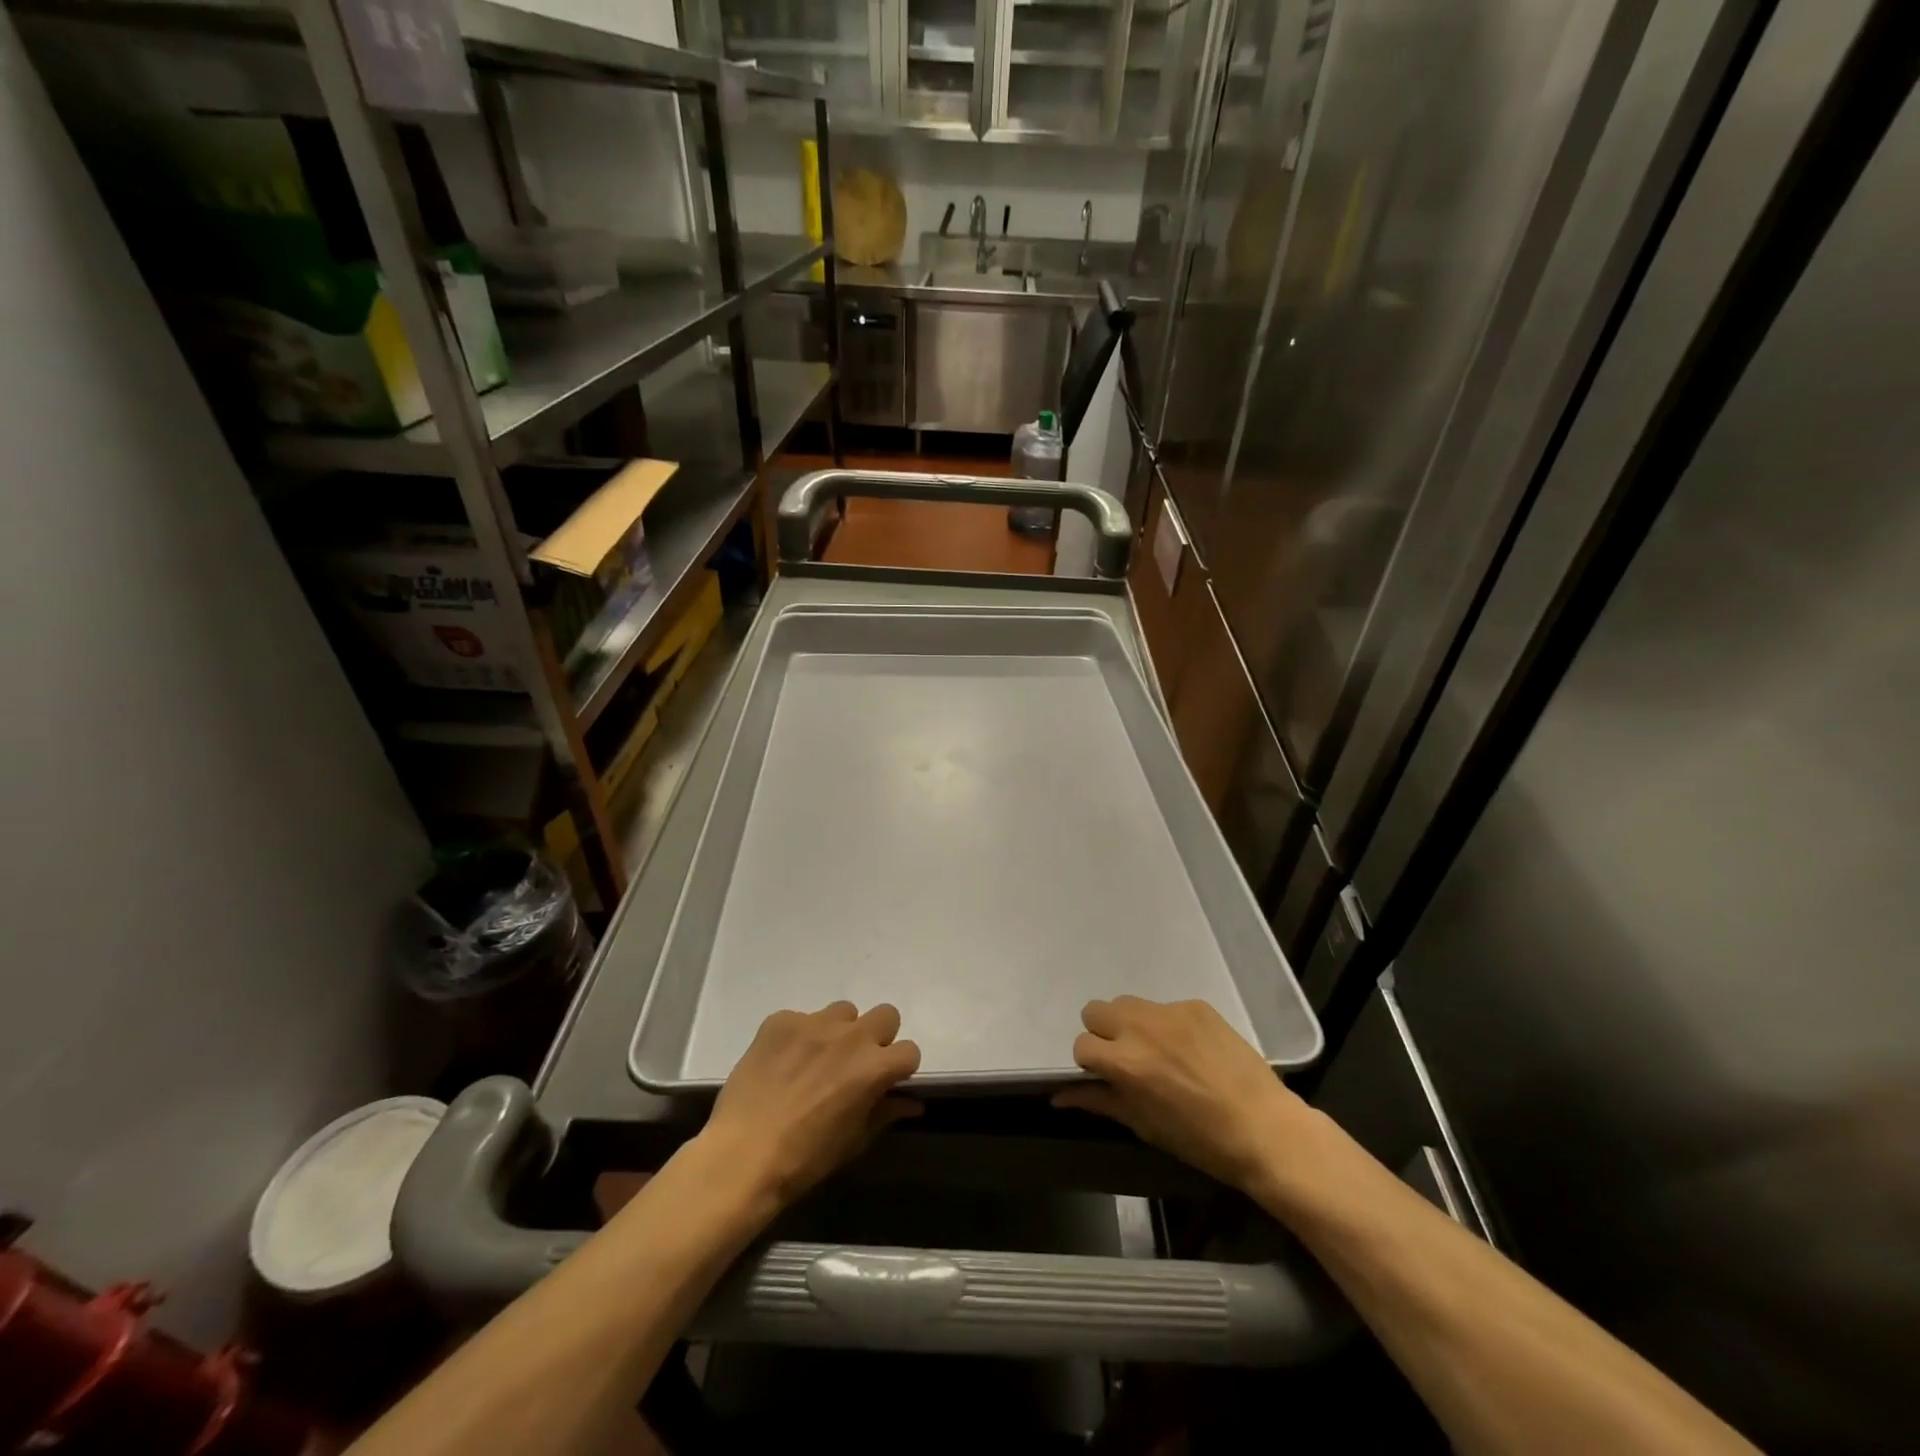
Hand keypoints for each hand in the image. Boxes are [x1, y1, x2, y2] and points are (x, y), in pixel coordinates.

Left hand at [699, 1002, 921, 1210]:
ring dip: (839, 1031)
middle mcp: (850, 1036)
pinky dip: (798, 1036)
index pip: (909, 1050)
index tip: (885, 1082)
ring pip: (843, 1011)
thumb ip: (885, 1113)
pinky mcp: (781, 1020)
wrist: (742, 1156)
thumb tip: (911, 1104)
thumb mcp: (853, 1142)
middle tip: (855, 1064)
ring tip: (816, 1059)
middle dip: (877, 1037)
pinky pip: (800, 1018)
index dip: (899, 1068)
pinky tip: (782, 1062)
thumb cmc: (804, 1159)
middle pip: (885, 1014)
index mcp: (874, 1067)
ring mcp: (814, 1022)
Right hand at [1052, 996, 1311, 1193]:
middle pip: (1096, 1010)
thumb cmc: (1200, 1139)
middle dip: (1104, 1033)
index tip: (1108, 1077)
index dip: (1091, 1063)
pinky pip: (1165, 1007)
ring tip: (1158, 1051)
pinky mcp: (1196, 1004)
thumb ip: (1099, 1101)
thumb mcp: (1143, 1125)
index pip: (1082, 1044)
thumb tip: (1058, 1095)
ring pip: (1128, 1003)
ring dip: (1131, 1023)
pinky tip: (1191, 1050)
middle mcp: (1140, 1027)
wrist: (1264, 1128)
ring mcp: (1170, 1011)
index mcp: (1124, 1061)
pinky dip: (1168, 1024)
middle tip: (1127, 1059)